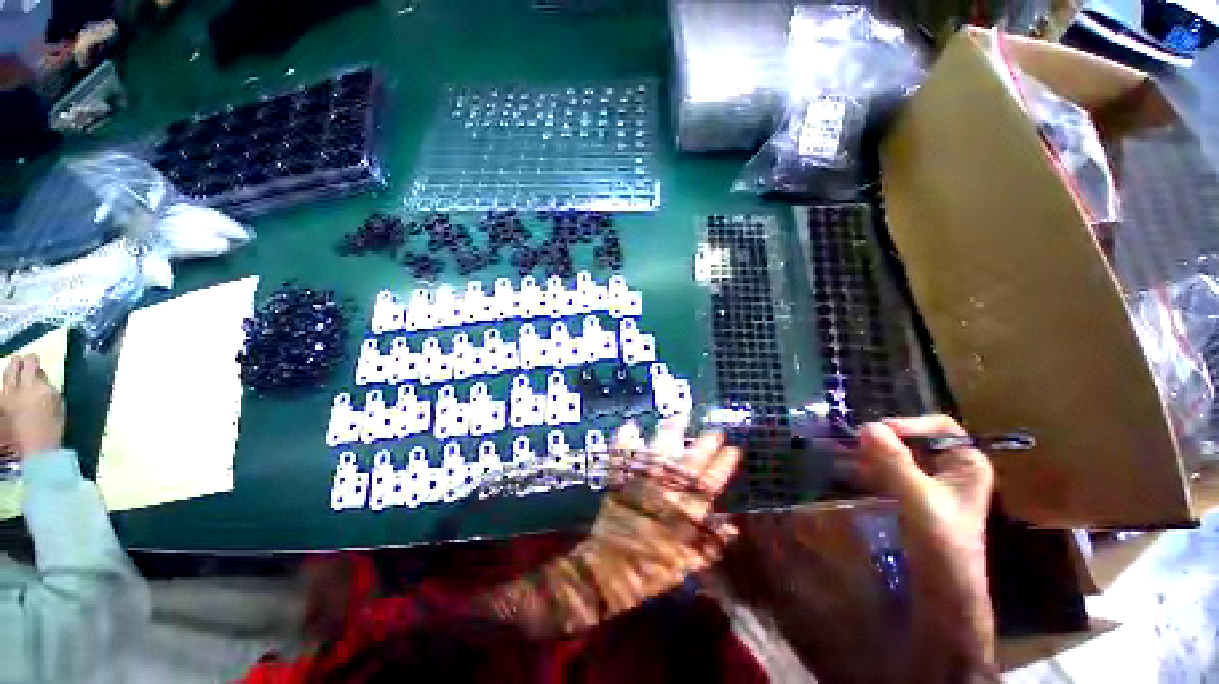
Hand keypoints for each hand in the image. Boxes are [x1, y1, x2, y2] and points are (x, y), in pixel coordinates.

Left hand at [1, 354, 64, 458]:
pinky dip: (6, 386)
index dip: (36, 364)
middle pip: (17, 364)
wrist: (33, 453)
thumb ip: (49, 390)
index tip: (37, 364)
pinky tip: (8, 389)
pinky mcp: (0, 403)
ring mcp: (7, 395)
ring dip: (11, 369)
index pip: (35, 365)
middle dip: (21, 361)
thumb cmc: (51, 431)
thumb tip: (42, 380)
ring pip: (7, 374)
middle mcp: (21, 386)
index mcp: (40, 387)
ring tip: (14, 367)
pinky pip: (2, 388)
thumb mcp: (57, 408)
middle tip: (24, 359)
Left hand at [583, 416, 740, 616]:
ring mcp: (641, 482)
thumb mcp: (685, 563)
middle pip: (689, 462)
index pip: (710, 483)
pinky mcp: (620, 480)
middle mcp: (665, 491)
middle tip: (714, 430)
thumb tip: (733, 526)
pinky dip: (623, 440)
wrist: (610, 571)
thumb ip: (709, 544)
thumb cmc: (651, 568)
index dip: (723, 465)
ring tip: (680, 416)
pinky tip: (629, 425)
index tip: (733, 449)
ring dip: (670, 433)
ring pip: (660, 451)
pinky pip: (621, 455)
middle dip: (704, 444)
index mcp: (683, 512)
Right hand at [858, 415, 996, 673]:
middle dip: (883, 440)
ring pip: (898, 456)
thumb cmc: (943, 545)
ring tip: (841, 455)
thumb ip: (894, 462)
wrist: (943, 594)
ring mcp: (932, 484)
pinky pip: (889, 473)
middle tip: (852, 443)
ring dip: (871, 455)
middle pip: (915, 440)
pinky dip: (869, 469)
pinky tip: (846, 471)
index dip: (908, 425)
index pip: (939, 427)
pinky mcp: (914, 497)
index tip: (876, 434)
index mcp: (967, 464)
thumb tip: (867, 426)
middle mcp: (951, 469)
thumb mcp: (918, 499)